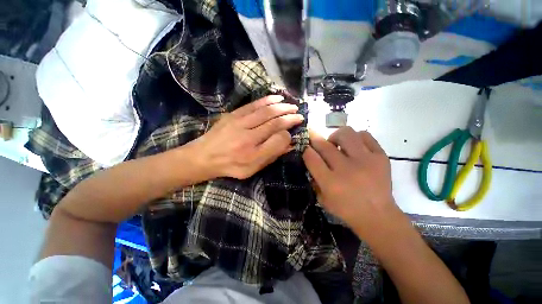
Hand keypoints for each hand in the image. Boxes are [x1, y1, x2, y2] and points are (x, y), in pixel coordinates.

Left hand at [190, 95, 303, 179]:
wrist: (203, 157)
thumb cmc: (230, 166)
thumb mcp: (252, 169)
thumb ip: (271, 156)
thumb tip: (288, 143)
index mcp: (252, 153)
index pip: (277, 139)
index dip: (289, 132)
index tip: (295, 129)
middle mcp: (247, 136)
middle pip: (273, 122)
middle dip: (289, 116)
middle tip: (299, 114)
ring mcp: (239, 123)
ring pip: (265, 111)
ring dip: (281, 107)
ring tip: (291, 105)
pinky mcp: (233, 115)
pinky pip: (253, 105)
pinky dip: (267, 100)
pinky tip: (276, 98)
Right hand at [302, 127, 399, 239]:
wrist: (378, 215)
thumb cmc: (346, 209)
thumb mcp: (323, 199)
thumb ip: (314, 179)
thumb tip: (311, 159)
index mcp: (330, 182)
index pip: (311, 157)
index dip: (306, 150)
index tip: (306, 148)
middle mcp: (346, 169)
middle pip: (324, 144)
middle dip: (315, 140)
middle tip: (317, 142)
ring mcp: (365, 160)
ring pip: (345, 133)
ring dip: (336, 136)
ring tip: (337, 144)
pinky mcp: (381, 157)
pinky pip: (365, 135)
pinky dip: (356, 138)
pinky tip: (354, 146)